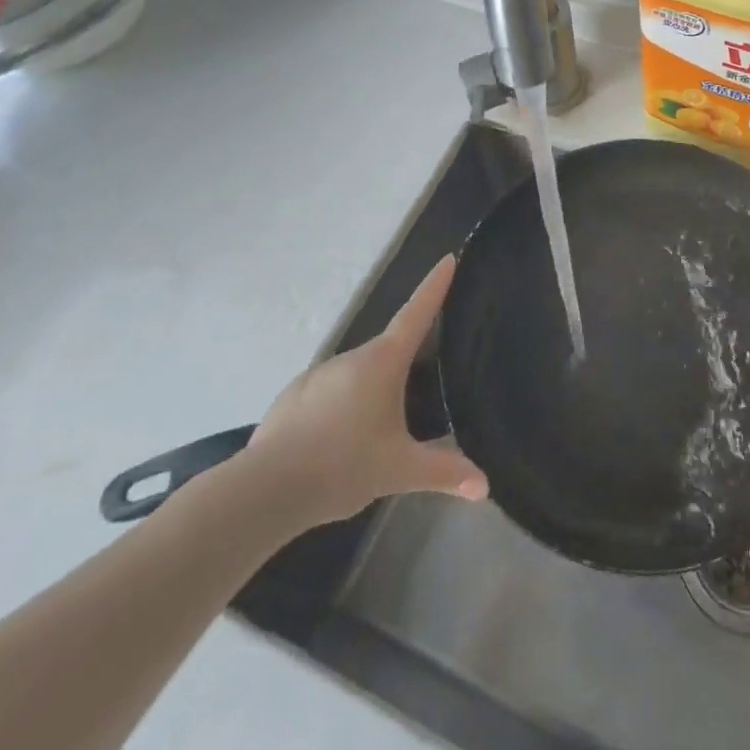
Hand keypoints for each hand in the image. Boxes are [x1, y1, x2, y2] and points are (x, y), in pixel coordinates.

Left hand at [231, 255, 487, 529]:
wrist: (263, 491)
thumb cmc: (341, 466)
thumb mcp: (399, 470)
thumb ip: (443, 472)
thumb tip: (485, 487)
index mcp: (382, 362)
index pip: (417, 312)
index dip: (435, 285)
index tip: (448, 258)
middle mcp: (350, 357)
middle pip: (390, 347)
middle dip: (409, 358)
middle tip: (429, 376)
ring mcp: (318, 374)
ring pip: (358, 373)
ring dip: (375, 387)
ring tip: (385, 425)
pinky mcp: (293, 397)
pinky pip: (331, 392)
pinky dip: (345, 405)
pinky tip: (343, 440)